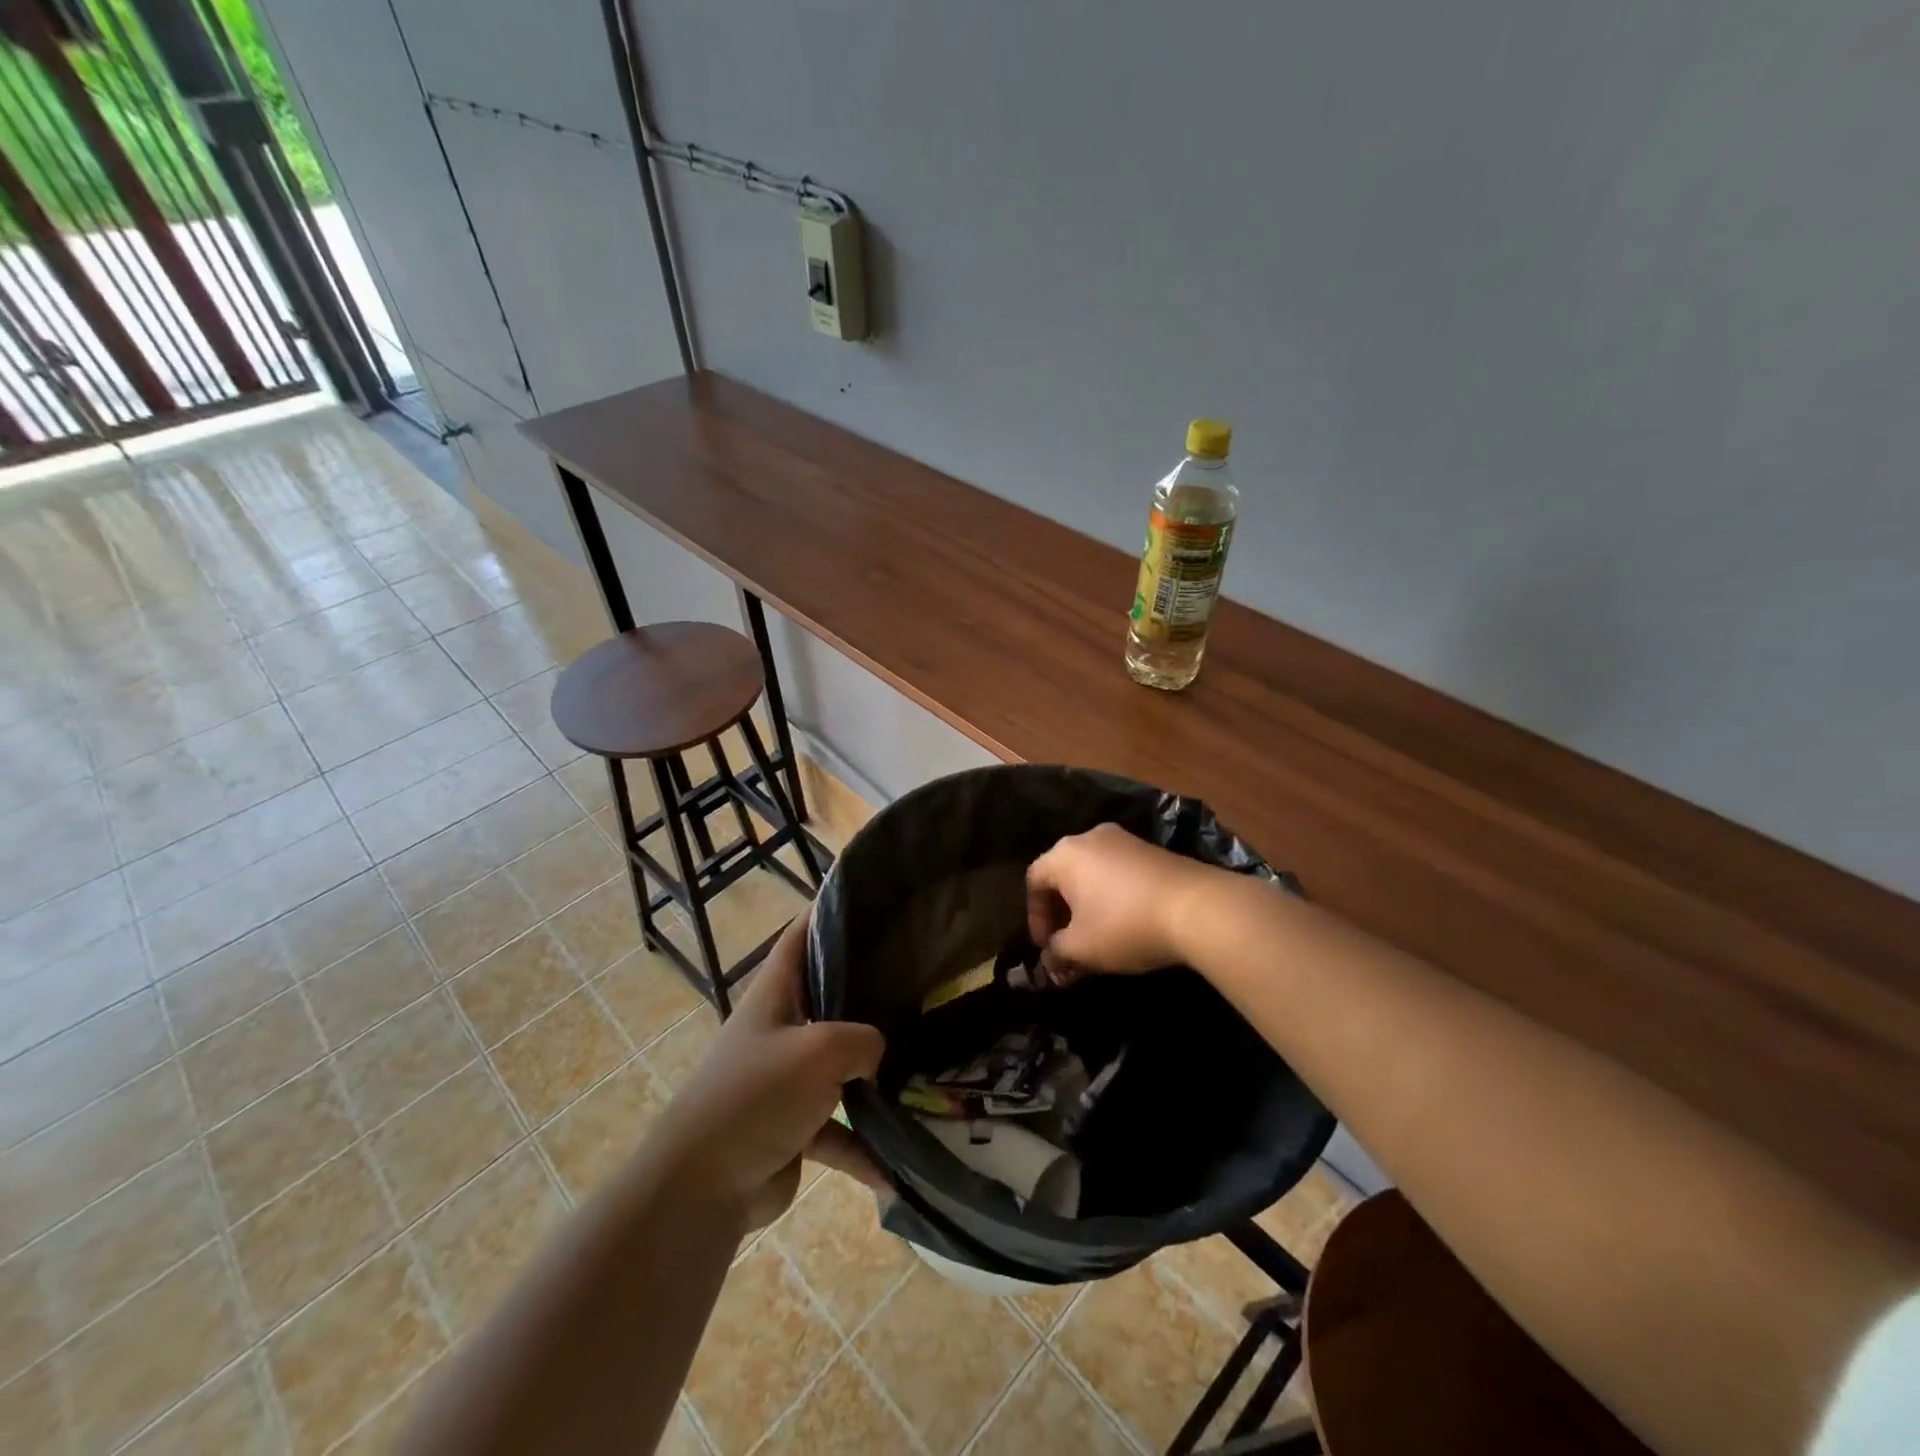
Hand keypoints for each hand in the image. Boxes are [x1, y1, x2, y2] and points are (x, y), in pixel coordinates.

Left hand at [657, 910, 887, 1229]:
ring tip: (924, 1066)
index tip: (870, 899)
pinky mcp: (796, 1128)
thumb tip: (879, 1055)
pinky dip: (865, 1147)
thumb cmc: (756, 1095)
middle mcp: (781, 1029)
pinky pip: (840, 1130)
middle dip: (869, 990)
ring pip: (841, 1066)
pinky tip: (898, 1167)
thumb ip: (863, 1040)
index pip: (801, 936)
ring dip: (874, 1075)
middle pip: (829, 997)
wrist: (701, 1186)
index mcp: (776, 995)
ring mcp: (787, 1079)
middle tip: (919, 980)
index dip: (828, 912)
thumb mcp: (819, 1049)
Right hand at [1026, 823, 1215, 981]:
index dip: (1035, 918)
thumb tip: (1051, 958)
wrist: (1198, 908)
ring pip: (1092, 873)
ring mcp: (1124, 840)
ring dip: (1087, 906)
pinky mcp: (1152, 850)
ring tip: (1097, 938)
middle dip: (1061, 913)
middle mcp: (1090, 837)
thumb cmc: (1125, 925)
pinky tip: (1126, 923)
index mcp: (1064, 854)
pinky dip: (1112, 896)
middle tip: (1068, 945)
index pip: (1034, 881)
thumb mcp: (1082, 948)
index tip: (1047, 948)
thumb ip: (1057, 953)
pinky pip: (1118, 872)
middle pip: (1063, 874)